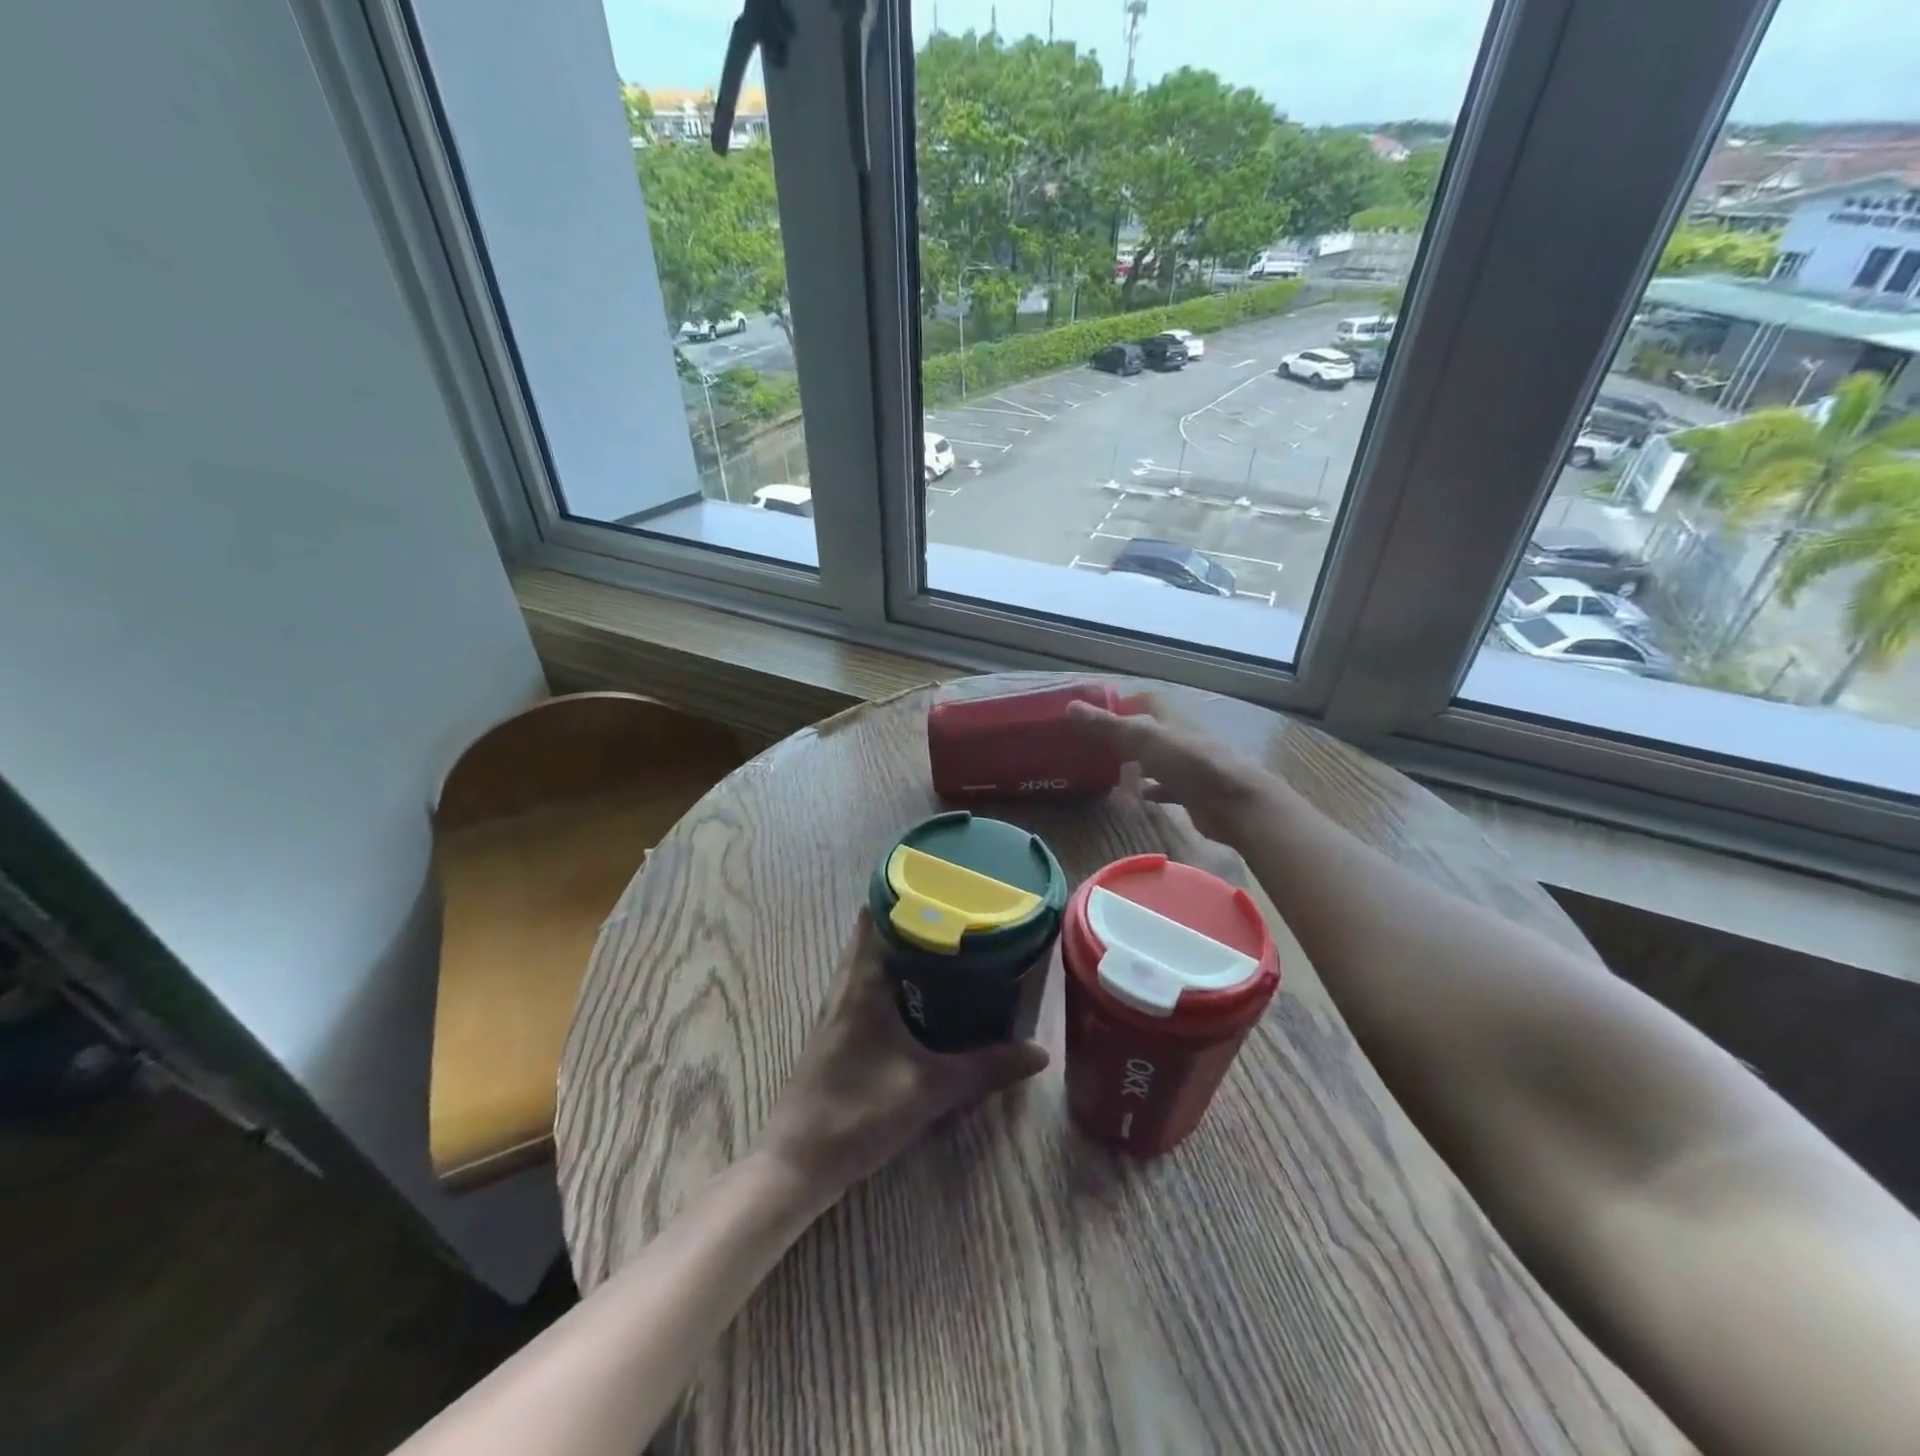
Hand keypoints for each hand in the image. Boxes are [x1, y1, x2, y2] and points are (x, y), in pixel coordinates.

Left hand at [757, 909, 1047, 1206]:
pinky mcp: (836, 1031)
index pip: (876, 915)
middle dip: (910, 918)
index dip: (904, 893)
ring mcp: (836, 1009)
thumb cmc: (859, 1113)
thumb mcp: (930, 1089)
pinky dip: (890, 974)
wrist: (798, 1162)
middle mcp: (845, 986)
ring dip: (898, 947)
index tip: (941, 883)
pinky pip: (864, 984)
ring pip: (866, 959)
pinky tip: (918, 993)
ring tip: (943, 943)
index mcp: (862, 983)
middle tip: (954, 912)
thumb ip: (986, 1068)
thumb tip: (1039, 1052)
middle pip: (872, 933)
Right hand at [1066, 691, 1271, 845]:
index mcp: (1169, 715)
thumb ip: (1106, 725)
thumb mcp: (1142, 738)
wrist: (1233, 803)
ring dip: (1136, 761)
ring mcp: (1187, 763)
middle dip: (1123, 734)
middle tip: (1092, 744)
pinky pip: (1166, 786)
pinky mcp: (1192, 790)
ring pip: (1156, 757)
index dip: (1119, 703)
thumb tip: (1070, 706)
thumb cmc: (1188, 762)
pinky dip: (1151, 788)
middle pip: (1147, 728)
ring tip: (1106, 768)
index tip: (1092, 714)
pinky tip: (1135, 795)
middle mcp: (1179, 734)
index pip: (1143, 699)